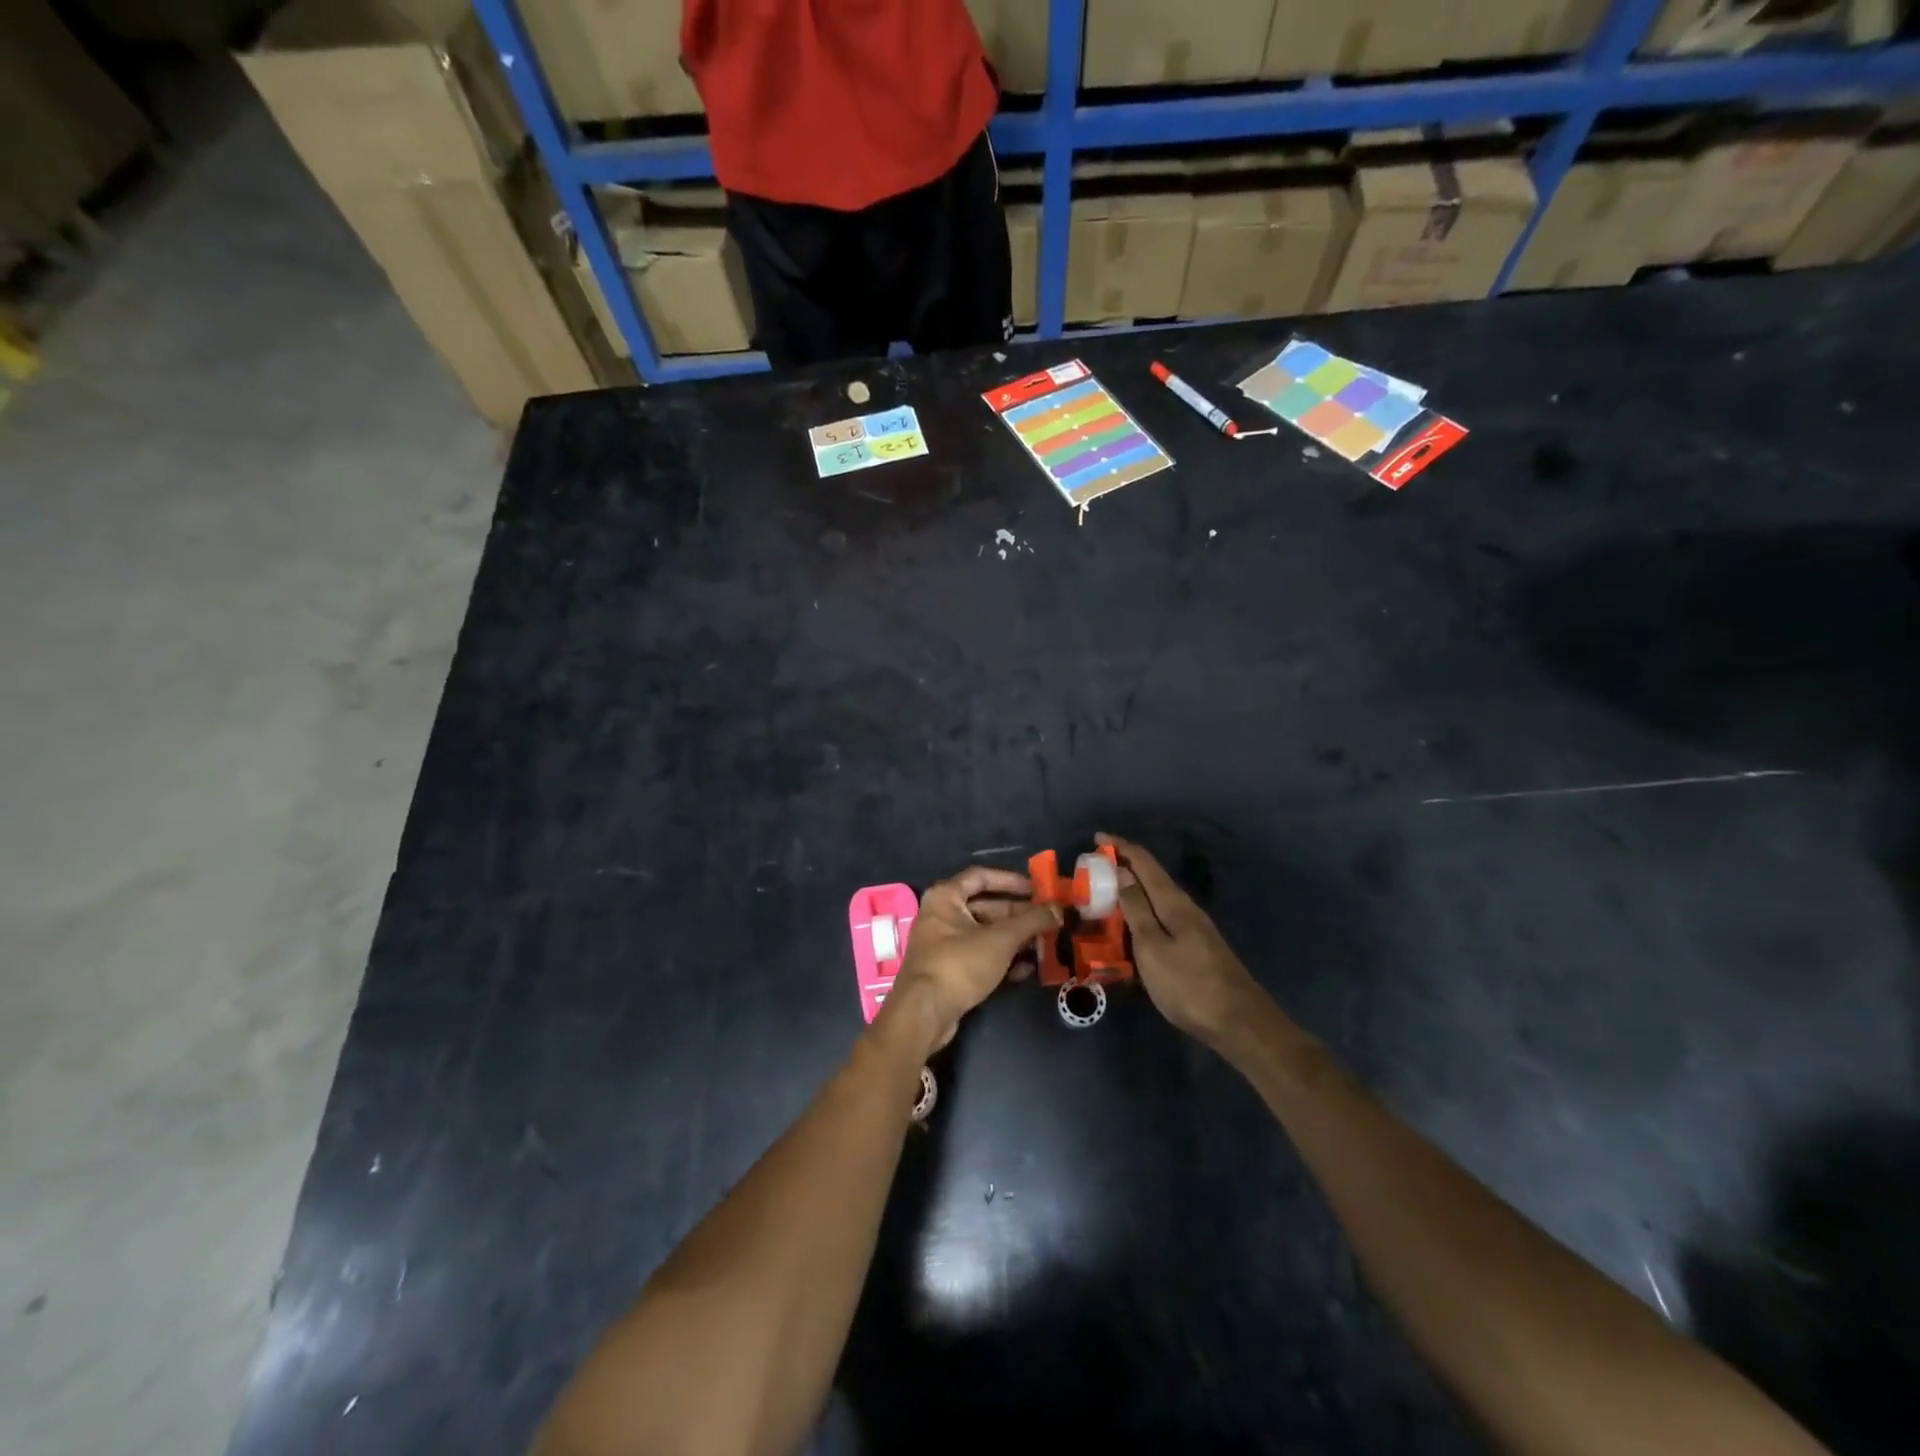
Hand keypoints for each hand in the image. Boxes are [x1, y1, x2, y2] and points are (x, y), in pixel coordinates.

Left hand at [882, 866, 1060, 1053]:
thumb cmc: (960, 963)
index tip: (1037, 890)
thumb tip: (1059, 908)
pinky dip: (1002, 959)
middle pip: (985, 907)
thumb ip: (1032, 921)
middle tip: (1047, 920)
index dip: (1010, 880)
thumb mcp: (1001, 939)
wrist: (924, 1013)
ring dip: (1015, 938)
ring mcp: (944, 945)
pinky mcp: (949, 971)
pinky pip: (980, 956)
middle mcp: (941, 915)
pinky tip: (1028, 969)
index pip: (981, 876)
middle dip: (1018, 914)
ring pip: (985, 934)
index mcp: (945, 897)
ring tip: (1045, 944)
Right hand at [1098, 832, 1266, 1046]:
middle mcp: (1185, 908)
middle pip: (1151, 878)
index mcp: (1174, 902)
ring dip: (1131, 893)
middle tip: (1093, 871)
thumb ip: (1136, 909)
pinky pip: (1161, 920)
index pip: (1144, 863)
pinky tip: (1130, 929)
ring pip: (1156, 900)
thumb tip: (1122, 871)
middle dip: (1123, 868)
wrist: (1239, 1024)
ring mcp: (1193, 929)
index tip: (1097, 837)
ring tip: (1103, 897)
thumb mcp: (1152, 947)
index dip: (1121, 847)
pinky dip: (1141, 915)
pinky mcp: (1195, 948)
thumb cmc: (1188, 985)